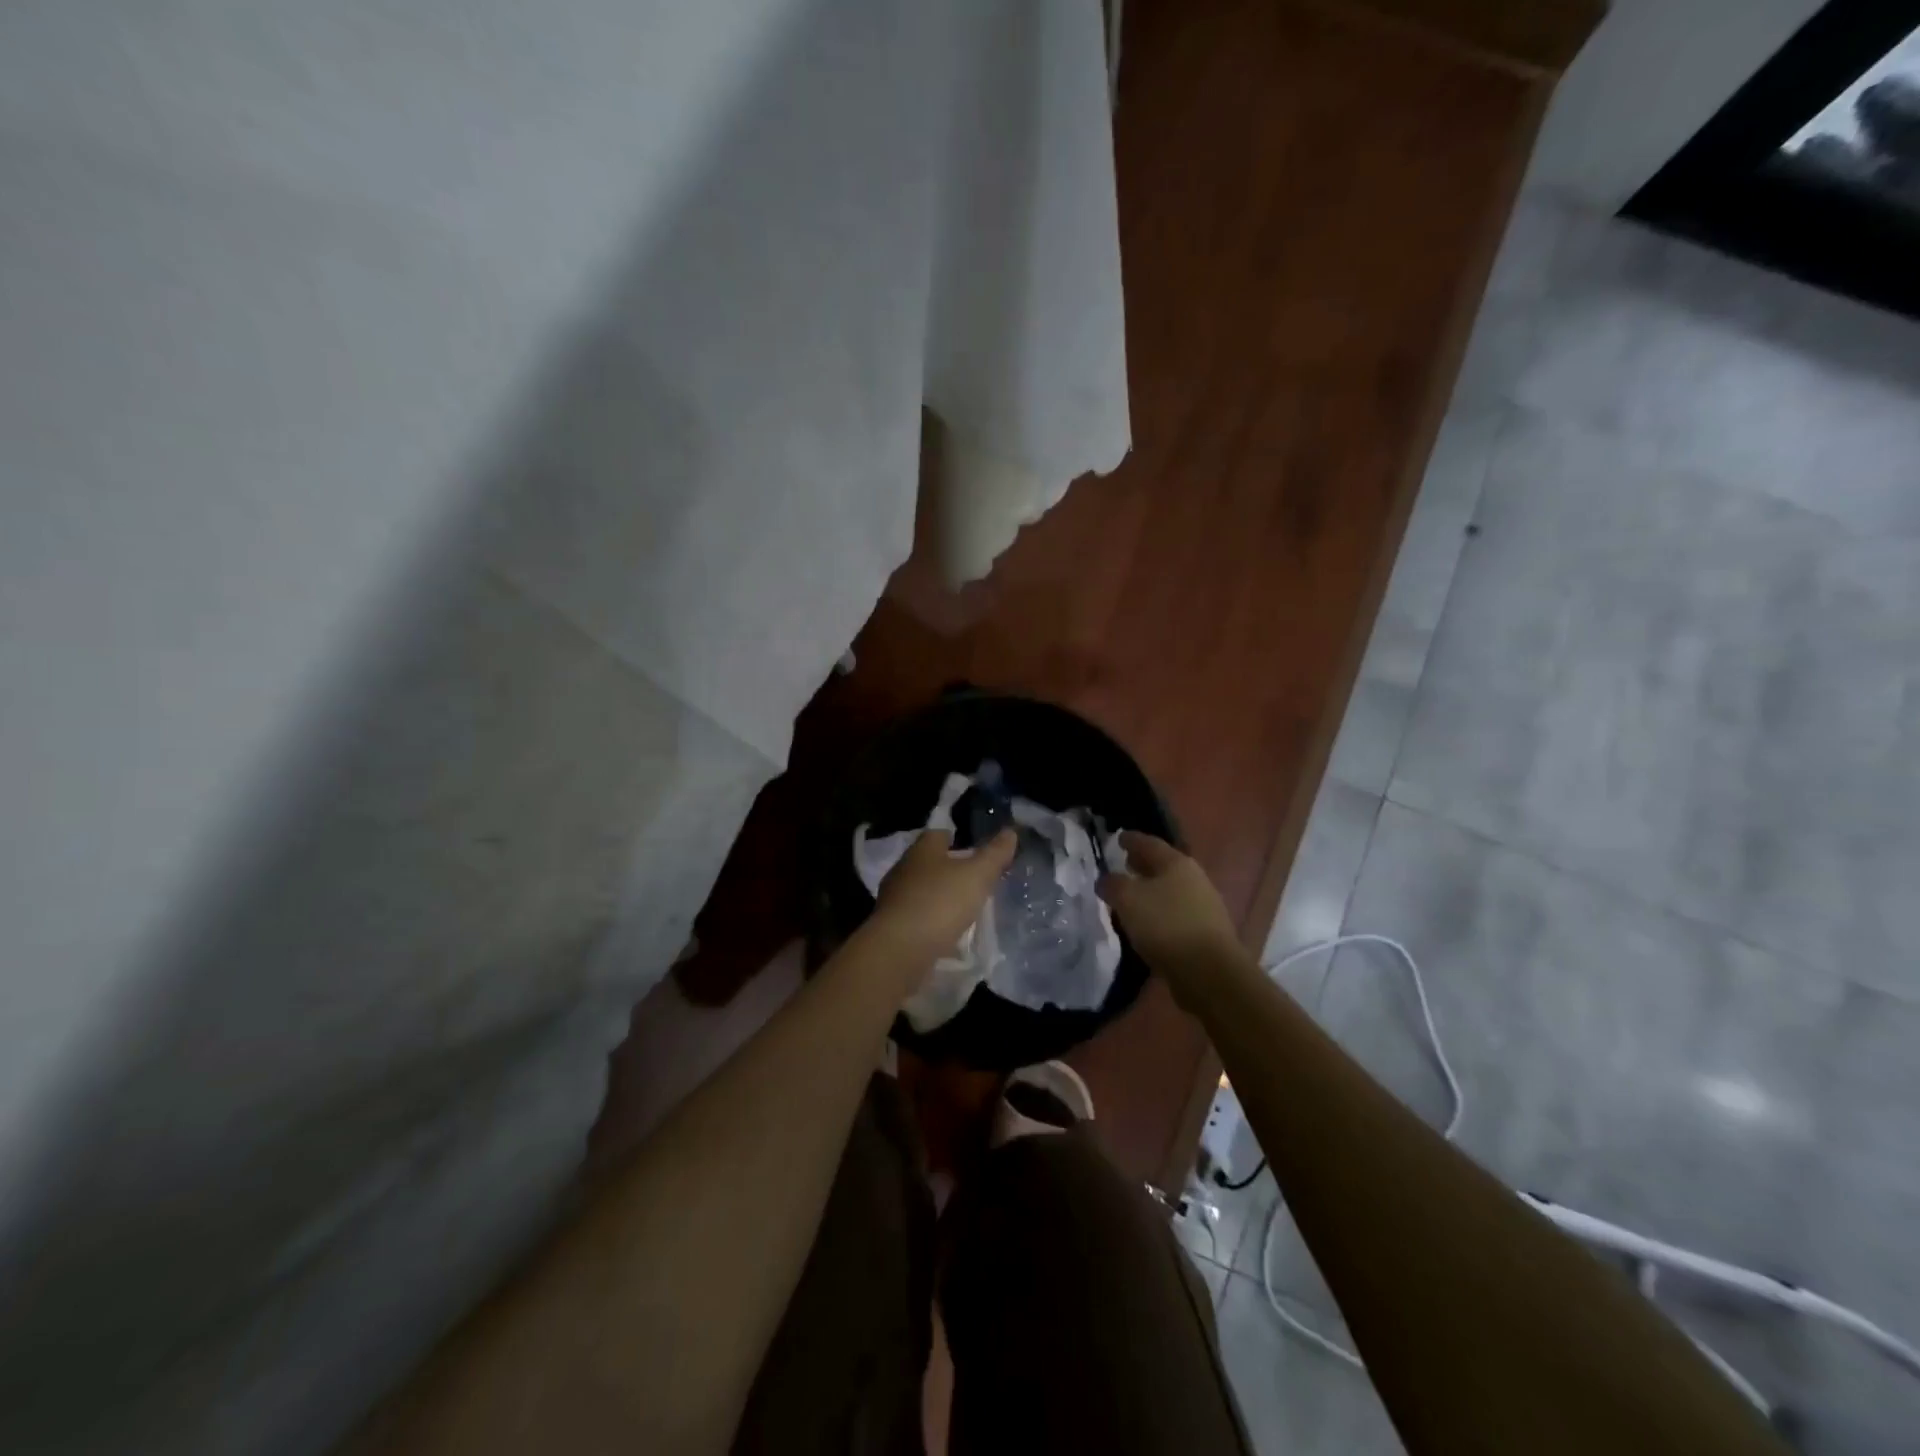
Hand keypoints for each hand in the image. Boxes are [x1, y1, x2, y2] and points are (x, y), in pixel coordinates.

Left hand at [867, 828, 1016, 969]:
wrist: (900, 949)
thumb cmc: (940, 902)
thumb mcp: (977, 875)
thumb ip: (994, 854)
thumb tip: (1010, 832)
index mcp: (922, 850)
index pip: (938, 834)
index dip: (956, 838)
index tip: (973, 848)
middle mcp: (903, 869)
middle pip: (928, 862)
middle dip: (947, 868)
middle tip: (973, 878)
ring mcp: (894, 899)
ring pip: (920, 889)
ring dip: (938, 895)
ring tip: (962, 906)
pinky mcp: (891, 926)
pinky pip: (916, 916)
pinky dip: (930, 920)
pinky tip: (945, 931)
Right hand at [1098, 832, 1245, 1007]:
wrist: (1209, 971)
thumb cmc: (1165, 925)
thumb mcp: (1128, 899)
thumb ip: (1113, 885)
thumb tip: (1106, 880)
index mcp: (1176, 863)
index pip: (1149, 843)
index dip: (1131, 839)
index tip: (1118, 837)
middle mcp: (1193, 878)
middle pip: (1162, 865)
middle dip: (1142, 864)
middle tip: (1123, 863)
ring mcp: (1203, 906)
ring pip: (1170, 890)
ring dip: (1151, 890)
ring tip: (1130, 896)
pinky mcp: (1205, 932)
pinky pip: (1175, 913)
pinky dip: (1159, 912)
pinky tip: (1146, 923)